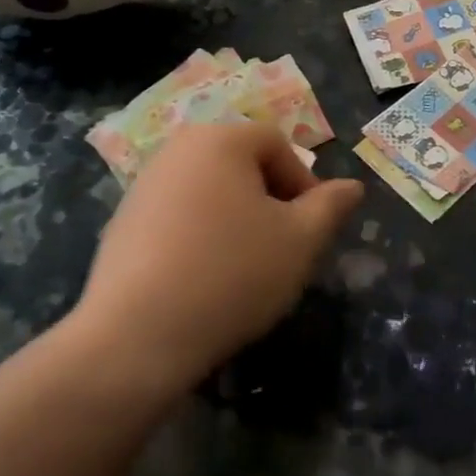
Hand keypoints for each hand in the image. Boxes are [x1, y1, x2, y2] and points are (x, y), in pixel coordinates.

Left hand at [73, 123, 363, 394]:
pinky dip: (200, 238)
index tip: (310, 232)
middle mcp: (177, 149)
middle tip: (282, 250)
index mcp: (220, 139)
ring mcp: (143, 185)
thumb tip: (353, 186)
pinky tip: (203, 279)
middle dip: (270, 203)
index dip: (304, 185)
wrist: (136, 336)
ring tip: (244, 269)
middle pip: (241, 166)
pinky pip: (178, 217)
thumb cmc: (232, 274)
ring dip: (236, 221)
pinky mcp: (122, 222)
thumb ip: (330, 206)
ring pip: (210, 193)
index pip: (278, 146)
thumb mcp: (300, 240)